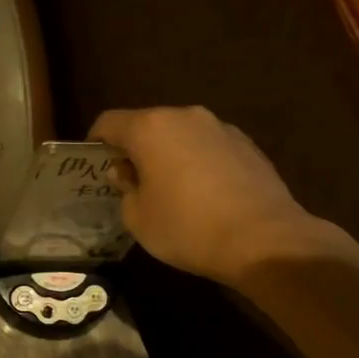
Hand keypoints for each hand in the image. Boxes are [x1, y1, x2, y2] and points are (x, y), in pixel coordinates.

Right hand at [89, 106, 328, 283]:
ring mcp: (220, 128)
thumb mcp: (138, 217)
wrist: (264, 240)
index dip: (96, 142)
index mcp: (150, 128)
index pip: (108, 122)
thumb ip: (126, 188)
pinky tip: (202, 194)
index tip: (94, 164)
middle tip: (130, 180)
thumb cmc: (187, 228)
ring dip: (168, 154)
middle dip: (134, 148)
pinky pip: (208, 147)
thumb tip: (128, 173)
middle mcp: (185, 117)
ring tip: (169, 189)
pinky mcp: (247, 145)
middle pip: (147, 124)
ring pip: (180, 135)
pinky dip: (197, 162)